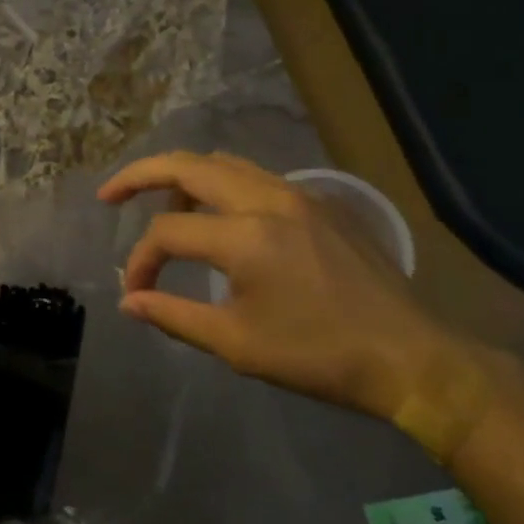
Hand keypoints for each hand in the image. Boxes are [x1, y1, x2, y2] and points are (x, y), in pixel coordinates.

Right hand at [98, 152, 486, 422]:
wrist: (413, 359)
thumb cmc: (320, 356)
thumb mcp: (237, 344)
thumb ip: (174, 316)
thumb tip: (129, 301)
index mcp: (245, 236)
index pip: (167, 233)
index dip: (141, 261)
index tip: (136, 292)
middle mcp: (267, 199)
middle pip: (186, 166)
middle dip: (139, 175)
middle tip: (110, 194)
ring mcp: (297, 195)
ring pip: (222, 164)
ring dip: (183, 178)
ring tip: (165, 208)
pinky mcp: (320, 202)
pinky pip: (255, 177)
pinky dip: (221, 186)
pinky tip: (221, 218)